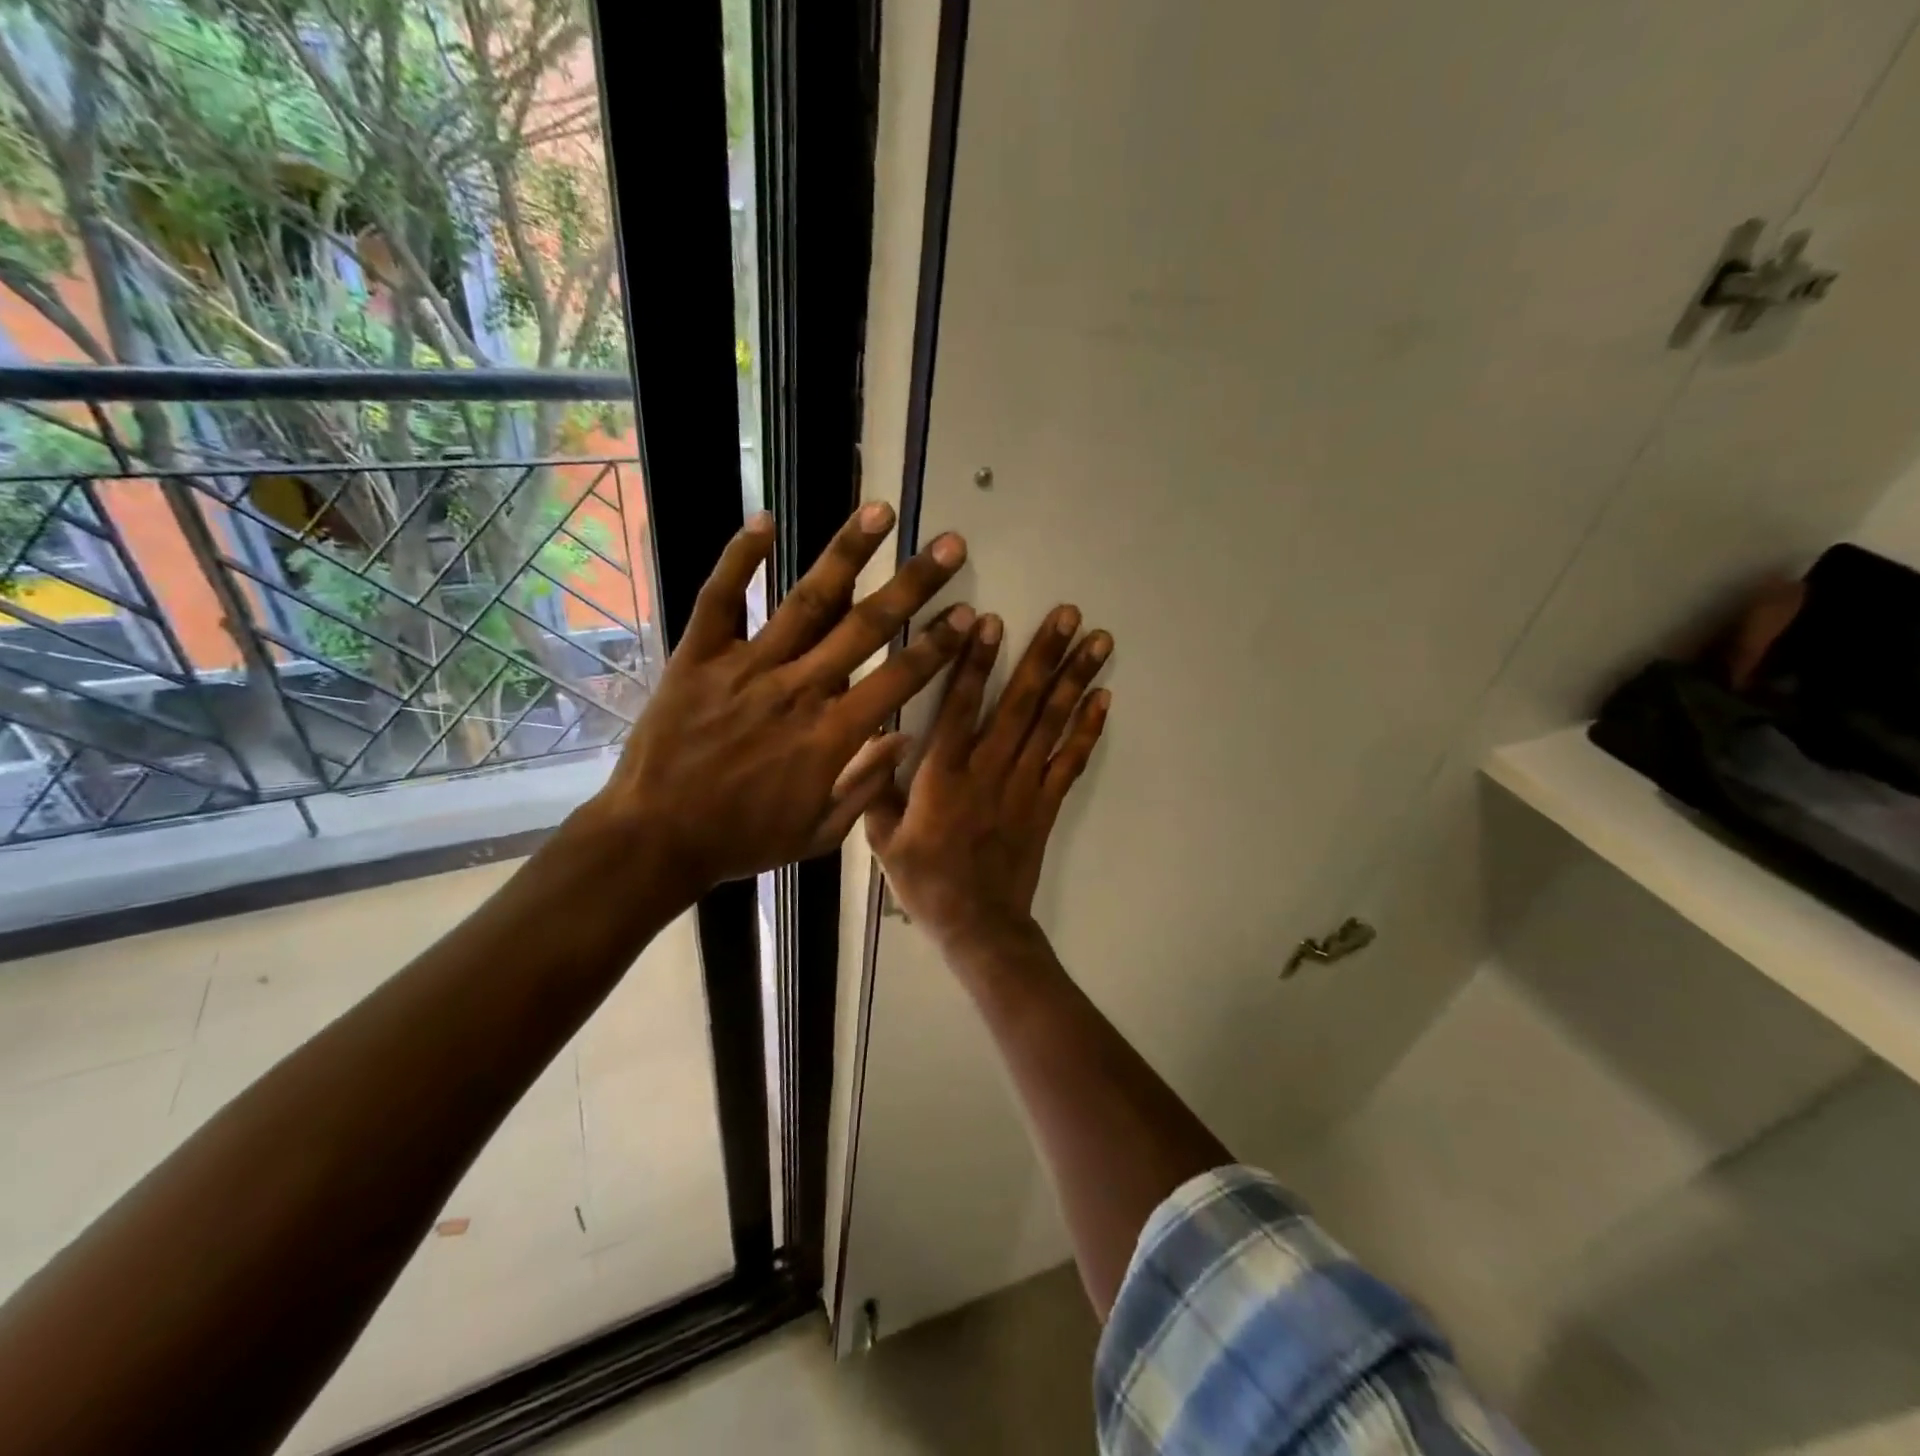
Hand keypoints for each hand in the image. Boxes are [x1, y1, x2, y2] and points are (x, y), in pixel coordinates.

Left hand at [581, 503, 972, 899]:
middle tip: (949, 544)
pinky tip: (766, 520)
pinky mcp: (698, 657)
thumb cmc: (742, 840)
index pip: (899, 678)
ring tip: (880, 512)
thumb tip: (906, 738)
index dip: (938, 645)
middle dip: (914, 583)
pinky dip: (741, 559)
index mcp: (831, 735)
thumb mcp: (818, 834)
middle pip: (865, 626)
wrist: (655, 839)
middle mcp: (797, 689)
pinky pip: (722, 599)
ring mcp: (746, 667)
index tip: (967, 613)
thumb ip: (866, 786)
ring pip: (806, 601)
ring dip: (847, 553)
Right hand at [866, 605, 1111, 950]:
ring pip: (1052, 723)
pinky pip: (1071, 761)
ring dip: (1076, 678)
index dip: (976, 661)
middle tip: (1069, 614)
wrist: (978, 925)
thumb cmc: (926, 882)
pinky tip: (1103, 697)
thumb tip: (877, 739)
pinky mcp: (1047, 804)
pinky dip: (1088, 728)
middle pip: (1020, 703)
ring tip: (1097, 640)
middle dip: (1045, 654)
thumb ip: (875, 788)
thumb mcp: (881, 840)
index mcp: (942, 775)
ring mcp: (1024, 786)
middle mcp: (988, 770)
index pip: (962, 706)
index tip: (992, 620)